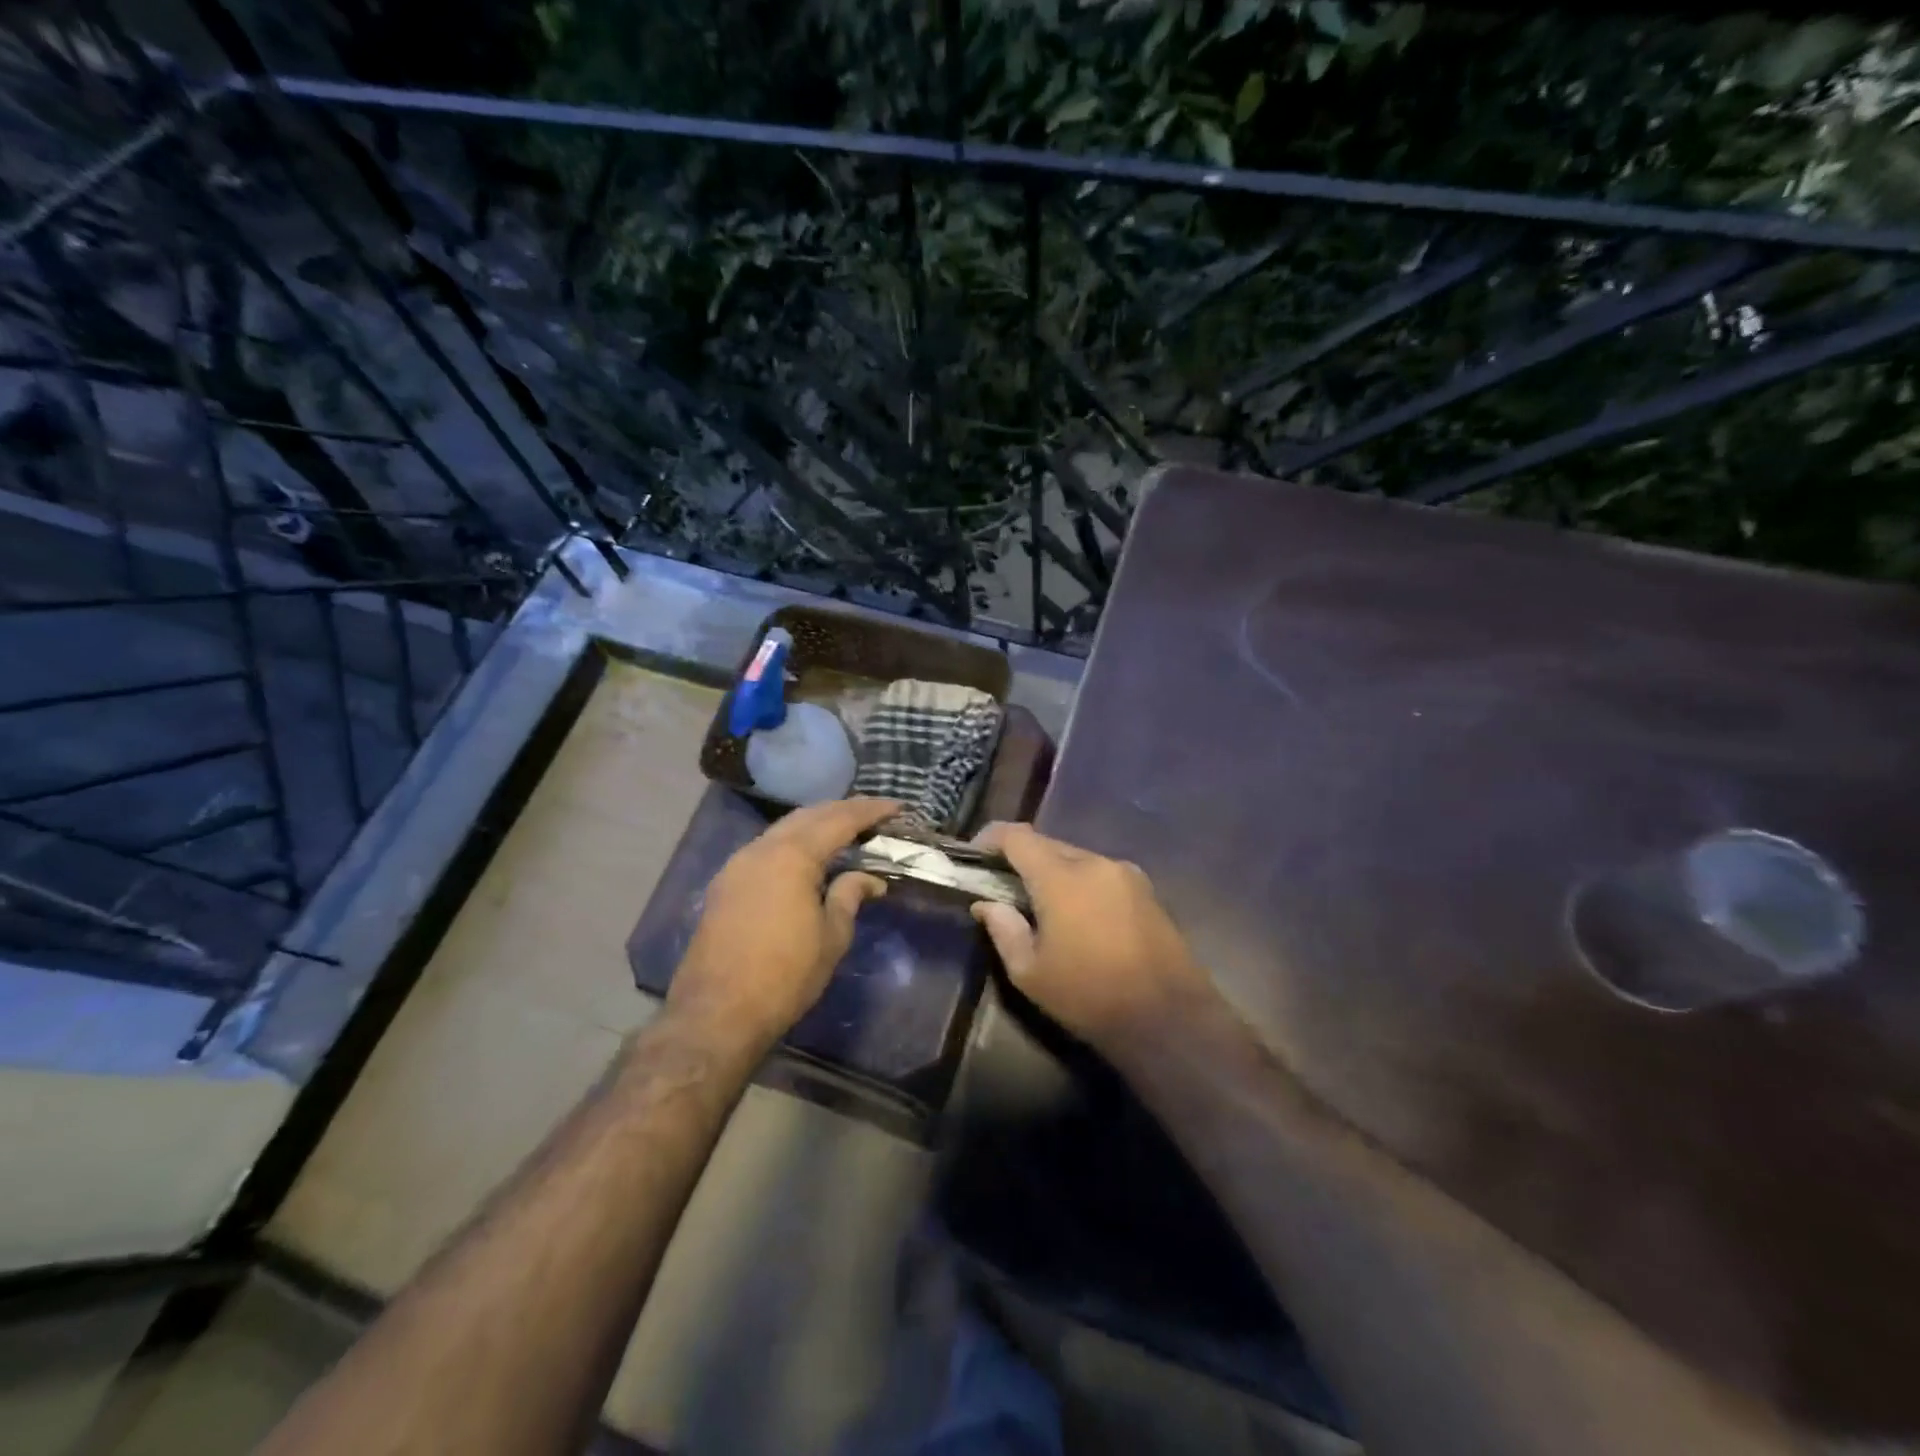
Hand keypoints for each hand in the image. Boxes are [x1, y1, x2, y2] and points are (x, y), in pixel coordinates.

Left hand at [670, 797, 899, 1053]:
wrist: (717, 1012)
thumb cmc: (785, 975)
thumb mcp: (831, 936)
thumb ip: (850, 897)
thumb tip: (870, 880)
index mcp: (793, 856)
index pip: (840, 820)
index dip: (871, 811)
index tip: (897, 806)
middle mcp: (762, 849)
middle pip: (808, 816)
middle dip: (842, 810)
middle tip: (873, 814)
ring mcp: (738, 864)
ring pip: (783, 829)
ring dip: (816, 824)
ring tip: (844, 830)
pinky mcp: (726, 884)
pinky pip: (766, 847)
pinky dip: (793, 842)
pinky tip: (807, 856)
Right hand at [970, 822, 1216, 1063]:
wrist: (1169, 1020)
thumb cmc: (1089, 996)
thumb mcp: (1030, 972)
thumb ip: (1003, 929)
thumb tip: (986, 904)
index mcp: (1062, 877)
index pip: (1017, 837)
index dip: (991, 839)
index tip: (975, 856)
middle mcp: (1096, 862)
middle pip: (1048, 845)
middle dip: (1022, 858)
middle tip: (1003, 886)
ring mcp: (1126, 874)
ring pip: (1077, 858)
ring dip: (1053, 872)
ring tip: (1041, 905)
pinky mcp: (1147, 890)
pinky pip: (1101, 874)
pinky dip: (1080, 884)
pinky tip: (1078, 916)